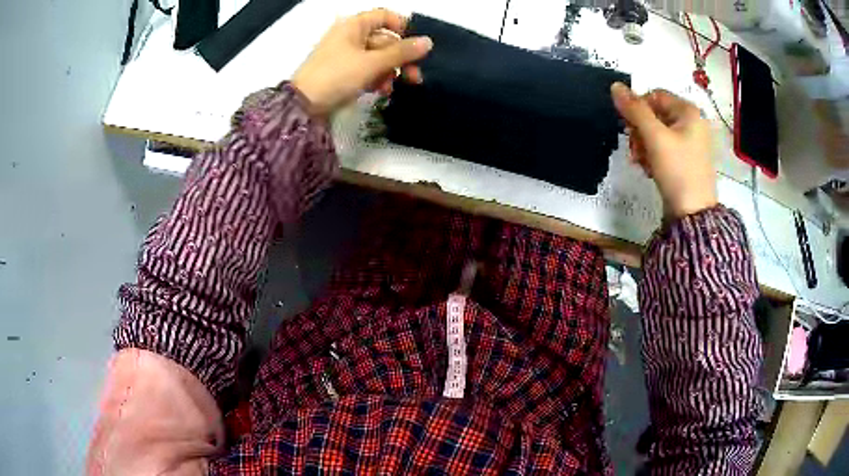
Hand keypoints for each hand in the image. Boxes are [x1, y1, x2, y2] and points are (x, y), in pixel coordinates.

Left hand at [291, 9, 432, 117]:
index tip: (415, 45)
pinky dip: (376, 78)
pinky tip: (381, 91)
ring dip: (389, 71)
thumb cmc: (337, 76)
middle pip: (384, 40)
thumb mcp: (372, 63)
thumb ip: (401, 53)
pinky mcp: (342, 72)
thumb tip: (428, 42)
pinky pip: (366, 69)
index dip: (402, 27)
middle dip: (400, 58)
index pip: (384, 16)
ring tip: (393, 88)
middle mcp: (350, 36)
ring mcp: (345, 54)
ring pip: (377, 57)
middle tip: (414, 77)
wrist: (303, 106)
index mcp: (354, 25)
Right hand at [611, 83, 717, 217]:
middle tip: (635, 150)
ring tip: (641, 163)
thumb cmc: (677, 170)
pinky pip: (663, 148)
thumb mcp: (654, 137)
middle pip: (654, 114)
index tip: (629, 128)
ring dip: (643, 145)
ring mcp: (690, 143)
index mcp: (688, 111)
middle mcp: (691, 123)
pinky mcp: (686, 160)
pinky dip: (653, 156)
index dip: (637, 109)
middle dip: (640, 131)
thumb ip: (634, 110)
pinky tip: (649, 169)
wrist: (693, 214)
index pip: (653, 96)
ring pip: (657, 133)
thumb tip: (615, 86)